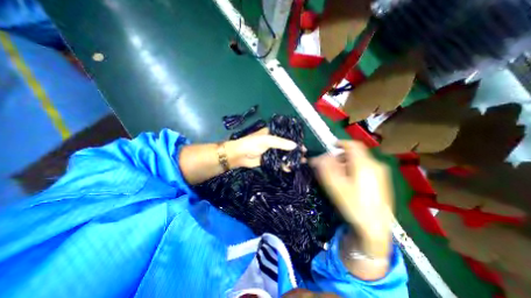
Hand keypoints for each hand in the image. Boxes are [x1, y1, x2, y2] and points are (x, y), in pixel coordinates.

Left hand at [222, 128, 297, 168]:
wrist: (239, 155)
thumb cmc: (252, 144)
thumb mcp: (267, 140)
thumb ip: (281, 143)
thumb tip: (295, 146)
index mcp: (272, 134)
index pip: (287, 136)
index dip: (295, 140)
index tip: (303, 145)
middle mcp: (273, 142)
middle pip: (287, 146)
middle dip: (295, 150)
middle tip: (304, 155)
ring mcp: (271, 151)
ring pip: (284, 154)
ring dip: (291, 158)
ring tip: (301, 162)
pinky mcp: (269, 160)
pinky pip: (279, 162)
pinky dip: (284, 165)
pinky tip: (290, 168)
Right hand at [312, 143, 392, 243]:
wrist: (374, 227)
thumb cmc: (353, 204)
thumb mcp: (334, 185)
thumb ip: (324, 168)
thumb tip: (317, 157)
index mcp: (364, 164)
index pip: (352, 145)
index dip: (341, 143)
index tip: (331, 146)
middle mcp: (375, 165)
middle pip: (356, 153)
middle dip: (341, 155)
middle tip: (331, 164)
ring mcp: (381, 173)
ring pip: (360, 161)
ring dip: (347, 162)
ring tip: (339, 173)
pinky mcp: (382, 181)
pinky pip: (366, 168)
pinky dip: (355, 168)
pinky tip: (349, 180)